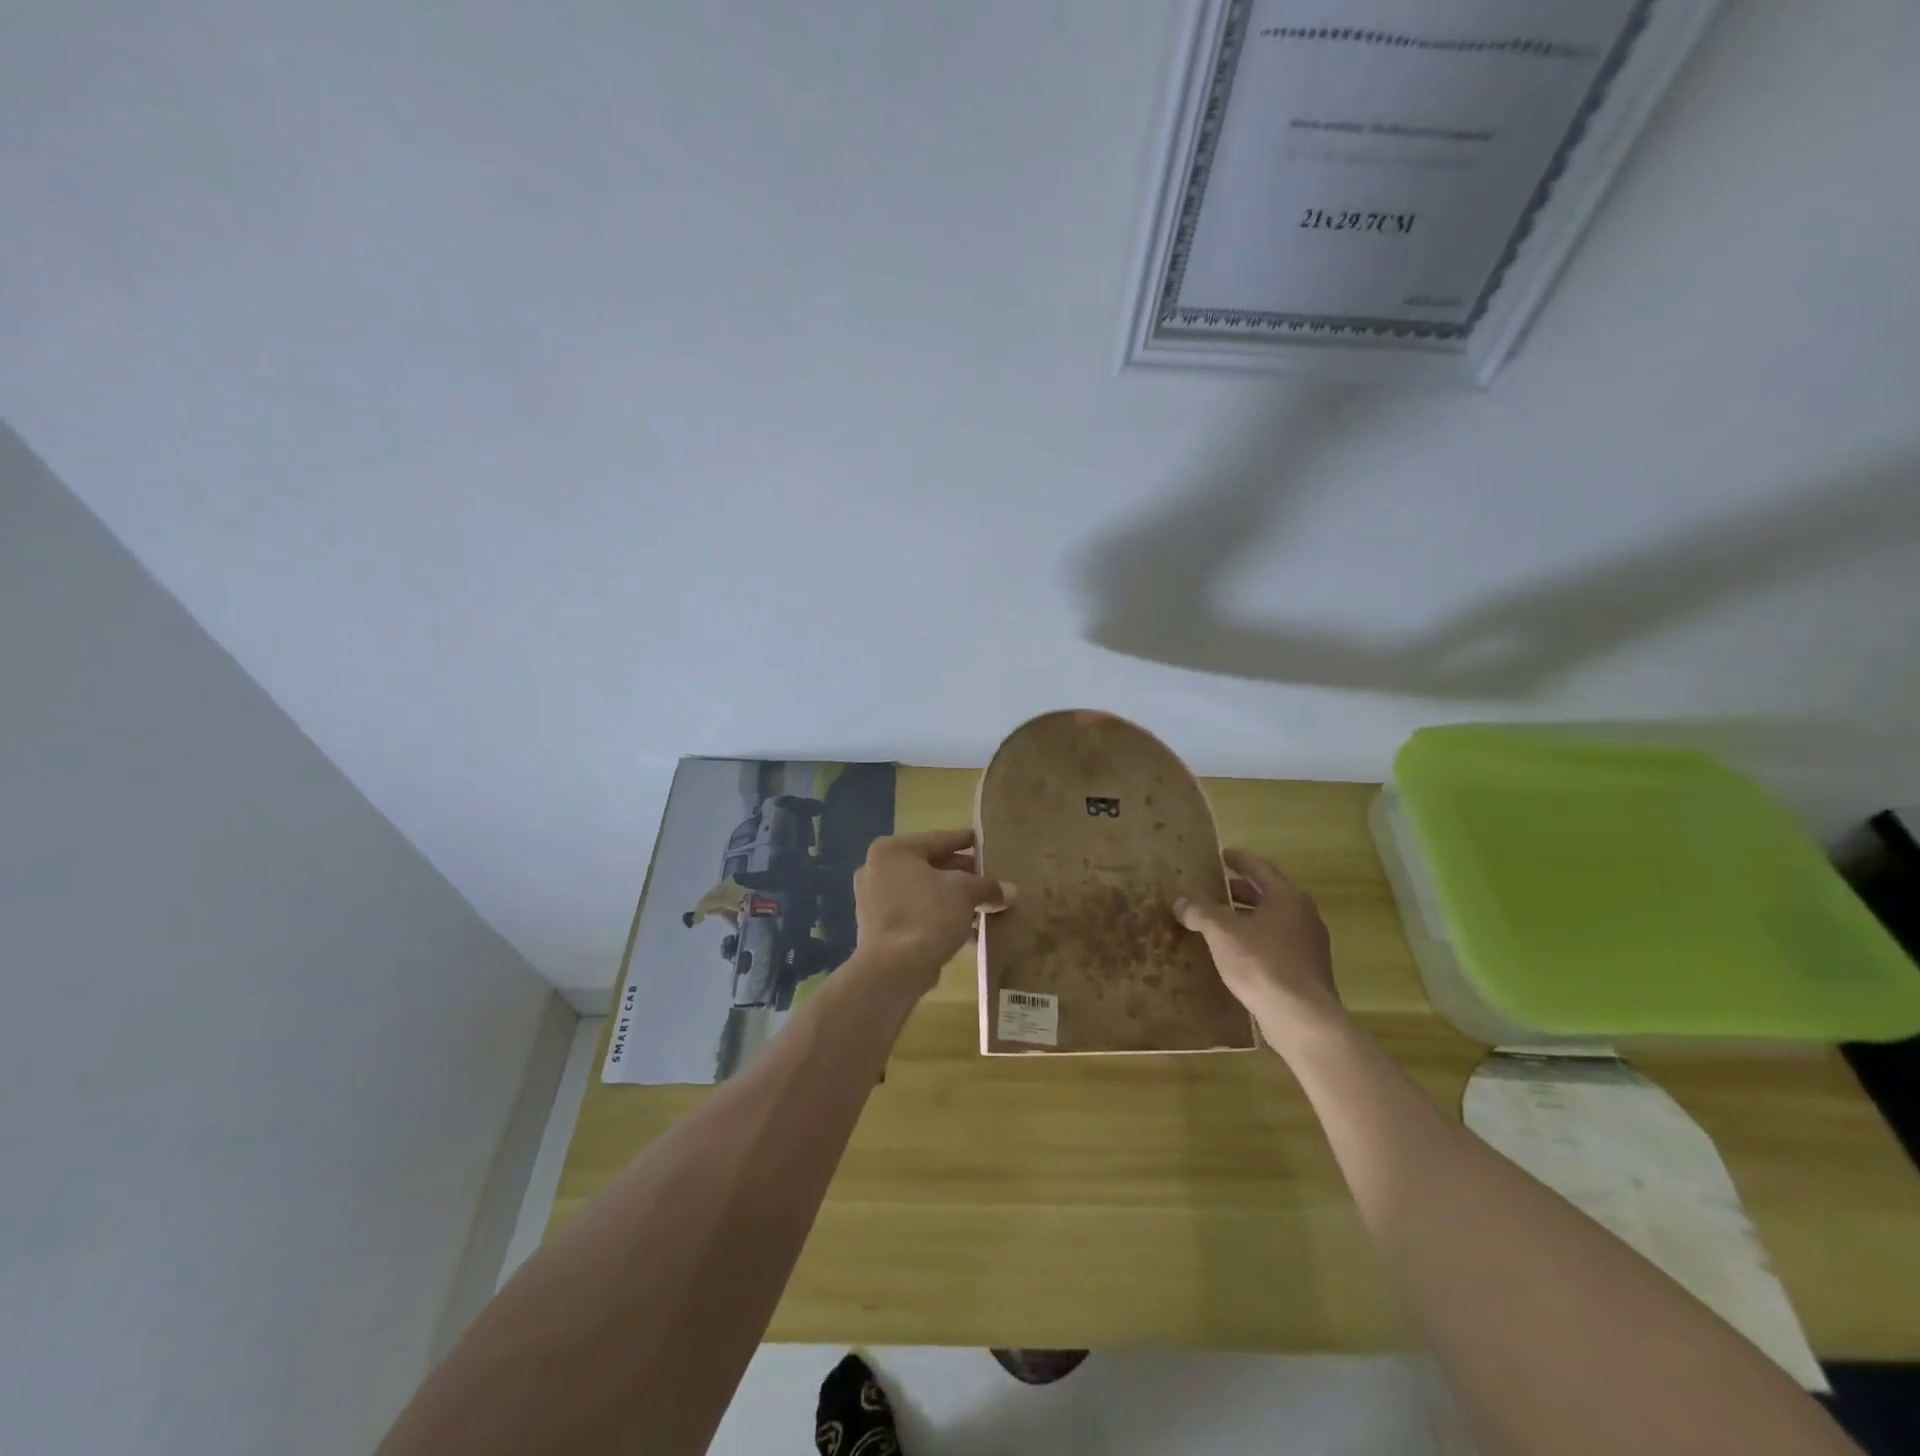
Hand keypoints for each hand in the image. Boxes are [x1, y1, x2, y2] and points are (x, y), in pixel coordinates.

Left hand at [853, 829, 1012, 992]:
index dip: (965, 840)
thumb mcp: (965, 893)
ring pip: (923, 893)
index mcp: (893, 850)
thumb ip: (987, 886)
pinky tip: (966, 929)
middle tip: (989, 878)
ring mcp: (873, 901)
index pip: (938, 839)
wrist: (893, 968)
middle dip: (962, 875)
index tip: (984, 840)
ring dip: (952, 899)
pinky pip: (915, 914)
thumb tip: (1011, 891)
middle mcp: (877, 870)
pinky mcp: (877, 929)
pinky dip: (938, 917)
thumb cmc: (927, 914)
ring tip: (983, 906)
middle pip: (930, 866)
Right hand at [1174, 848, 1344, 1048]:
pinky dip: (1255, 939)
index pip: (1259, 868)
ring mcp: (1309, 944)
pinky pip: (1276, 943)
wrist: (1303, 1018)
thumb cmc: (1262, 964)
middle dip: (1239, 890)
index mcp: (1286, 897)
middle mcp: (1302, 914)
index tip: (1221, 855)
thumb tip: (1181, 901)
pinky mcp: (1307, 970)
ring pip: (1272, 920)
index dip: (1238, 859)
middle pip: (1267, 894)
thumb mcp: (1222, 933)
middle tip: (1212, 889)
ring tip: (1218, 922)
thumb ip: (1200, 912)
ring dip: (1246, 917)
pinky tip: (1235, 953)